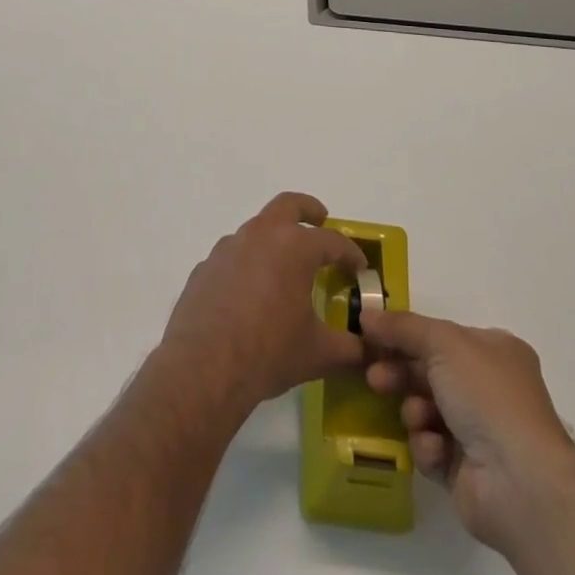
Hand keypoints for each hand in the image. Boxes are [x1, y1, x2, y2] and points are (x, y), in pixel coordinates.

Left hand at [158, 192, 368, 415]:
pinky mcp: (205, 267)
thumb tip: (369, 350)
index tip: (359, 267)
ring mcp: (227, 248)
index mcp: (293, 247)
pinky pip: (232, 256)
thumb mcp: (318, 353)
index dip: (349, 253)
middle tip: (320, 219)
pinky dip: (247, 264)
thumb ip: (349, 348)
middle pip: (288, 206)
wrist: (204, 368)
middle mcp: (260, 235)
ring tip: (285, 265)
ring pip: (256, 229)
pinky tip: (250, 293)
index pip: (331, 241)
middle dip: (308, 209)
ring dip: (274, 238)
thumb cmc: (269, 352)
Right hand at [362, 310, 574, 554]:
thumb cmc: (487, 396)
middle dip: (400, 373)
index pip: (440, 336)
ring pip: (426, 410)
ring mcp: (480, 432)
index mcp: (494, 351)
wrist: (519, 482)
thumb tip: (366, 315)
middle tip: (374, 377)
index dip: (405, 335)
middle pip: (429, 372)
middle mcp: (489, 388)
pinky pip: (431, 448)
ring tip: (416, 418)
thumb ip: (402, 327)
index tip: (371, 337)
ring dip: (414, 411)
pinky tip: (435, 449)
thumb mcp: (443, 342)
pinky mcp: (466, 472)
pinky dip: (428, 446)